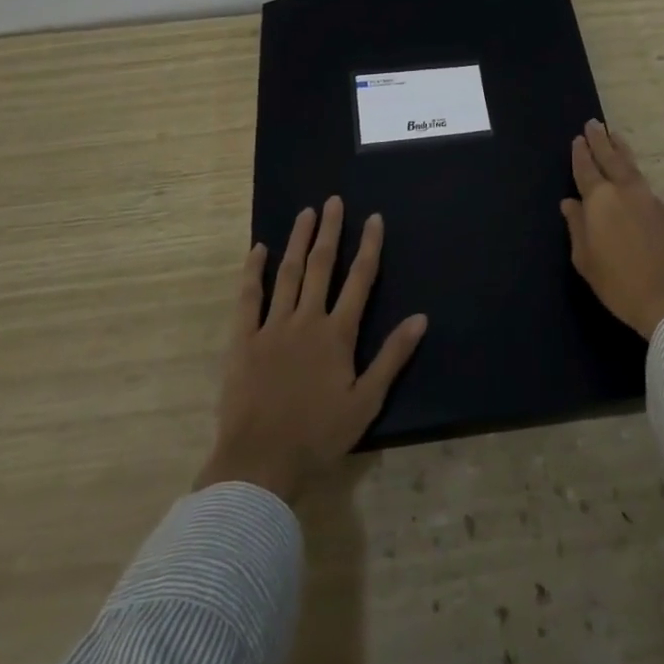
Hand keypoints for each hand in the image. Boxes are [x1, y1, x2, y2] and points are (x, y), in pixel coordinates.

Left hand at [196, 197, 427, 502]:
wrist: (260, 463)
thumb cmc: (319, 435)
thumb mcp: (366, 401)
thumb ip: (392, 357)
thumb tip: (420, 318)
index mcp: (338, 334)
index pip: (360, 280)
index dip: (369, 246)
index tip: (374, 218)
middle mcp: (307, 320)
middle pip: (322, 266)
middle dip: (330, 231)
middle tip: (333, 201)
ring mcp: (272, 327)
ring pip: (288, 274)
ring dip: (298, 241)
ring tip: (305, 213)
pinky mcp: (243, 340)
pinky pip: (248, 298)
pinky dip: (253, 272)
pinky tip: (258, 250)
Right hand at [561, 119, 663, 339]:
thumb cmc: (619, 283)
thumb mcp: (586, 260)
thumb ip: (577, 227)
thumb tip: (570, 203)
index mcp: (600, 200)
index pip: (586, 170)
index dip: (580, 154)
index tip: (577, 139)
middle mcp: (626, 192)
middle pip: (611, 159)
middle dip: (601, 141)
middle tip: (594, 123)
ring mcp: (651, 200)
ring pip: (632, 167)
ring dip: (621, 150)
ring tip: (615, 136)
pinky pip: (645, 185)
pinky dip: (635, 175)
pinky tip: (633, 179)